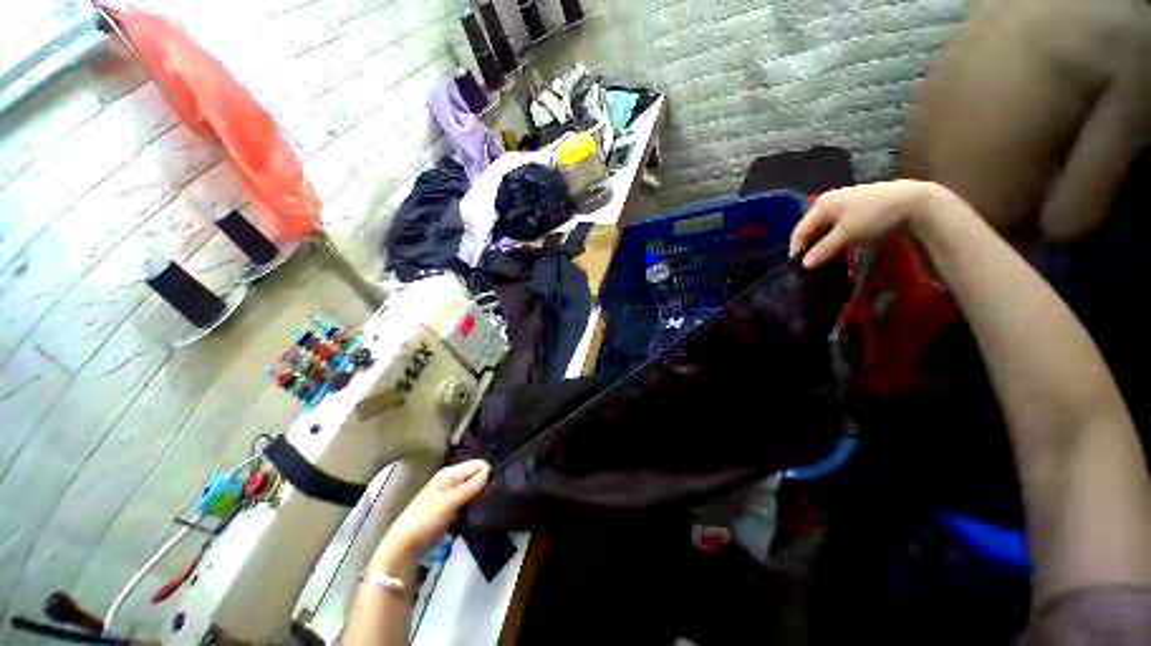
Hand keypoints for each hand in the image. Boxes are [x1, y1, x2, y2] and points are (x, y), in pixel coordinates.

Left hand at [379, 460, 490, 558]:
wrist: (404, 545)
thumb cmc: (425, 519)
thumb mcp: (449, 502)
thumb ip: (470, 487)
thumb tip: (490, 473)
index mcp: (450, 473)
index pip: (478, 464)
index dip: (487, 473)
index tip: (495, 487)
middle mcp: (452, 480)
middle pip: (477, 475)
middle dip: (485, 484)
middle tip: (494, 497)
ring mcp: (452, 494)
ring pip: (474, 489)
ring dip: (481, 496)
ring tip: (489, 505)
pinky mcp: (453, 508)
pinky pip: (469, 501)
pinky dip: (475, 504)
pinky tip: (480, 511)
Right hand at [789, 180, 946, 267]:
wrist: (913, 201)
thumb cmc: (875, 215)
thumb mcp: (847, 233)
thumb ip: (823, 249)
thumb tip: (804, 265)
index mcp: (821, 205)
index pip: (799, 231)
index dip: (797, 249)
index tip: (798, 268)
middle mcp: (826, 203)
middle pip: (809, 229)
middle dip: (807, 247)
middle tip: (809, 265)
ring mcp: (839, 205)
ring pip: (821, 229)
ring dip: (819, 244)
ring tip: (821, 259)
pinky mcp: (851, 210)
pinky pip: (832, 227)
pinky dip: (830, 238)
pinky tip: (834, 248)